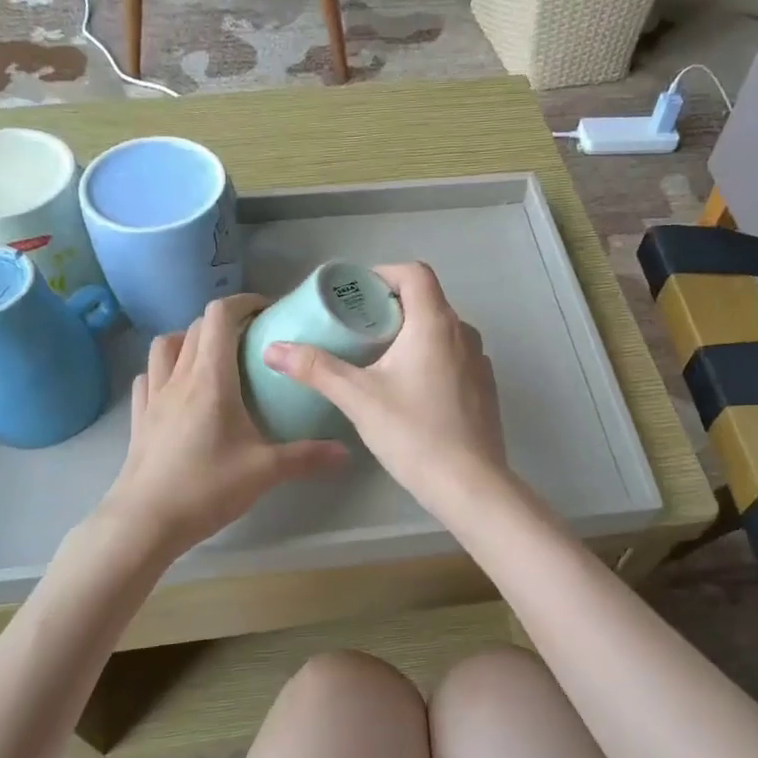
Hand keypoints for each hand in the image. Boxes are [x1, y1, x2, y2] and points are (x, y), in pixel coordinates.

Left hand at [102, 295, 348, 556]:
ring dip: (189, 340)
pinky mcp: (139, 417)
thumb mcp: (264, 472)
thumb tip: (346, 453)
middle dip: (224, 322)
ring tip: (212, 358)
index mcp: (210, 379)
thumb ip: (306, 457)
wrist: (145, 521)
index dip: (243, 303)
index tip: (267, 311)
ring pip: (165, 346)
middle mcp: (179, 378)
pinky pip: (148, 376)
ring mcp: (153, 396)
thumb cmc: (206, 487)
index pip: (219, 317)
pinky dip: (164, 369)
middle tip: (252, 340)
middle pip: (195, 327)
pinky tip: (178, 387)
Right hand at [262, 263, 507, 515]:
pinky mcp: (485, 389)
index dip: (384, 274)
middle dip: (392, 307)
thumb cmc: (413, 433)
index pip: (415, 273)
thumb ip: (316, 369)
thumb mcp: (358, 398)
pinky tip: (411, 390)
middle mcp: (464, 333)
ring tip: (381, 359)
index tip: (357, 294)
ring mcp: (479, 362)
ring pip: (443, 331)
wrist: (469, 484)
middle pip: (428, 300)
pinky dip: (432, 358)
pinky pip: (455, 357)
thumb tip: (272, 349)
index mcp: (435, 323)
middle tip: (358, 329)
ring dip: (413, 334)